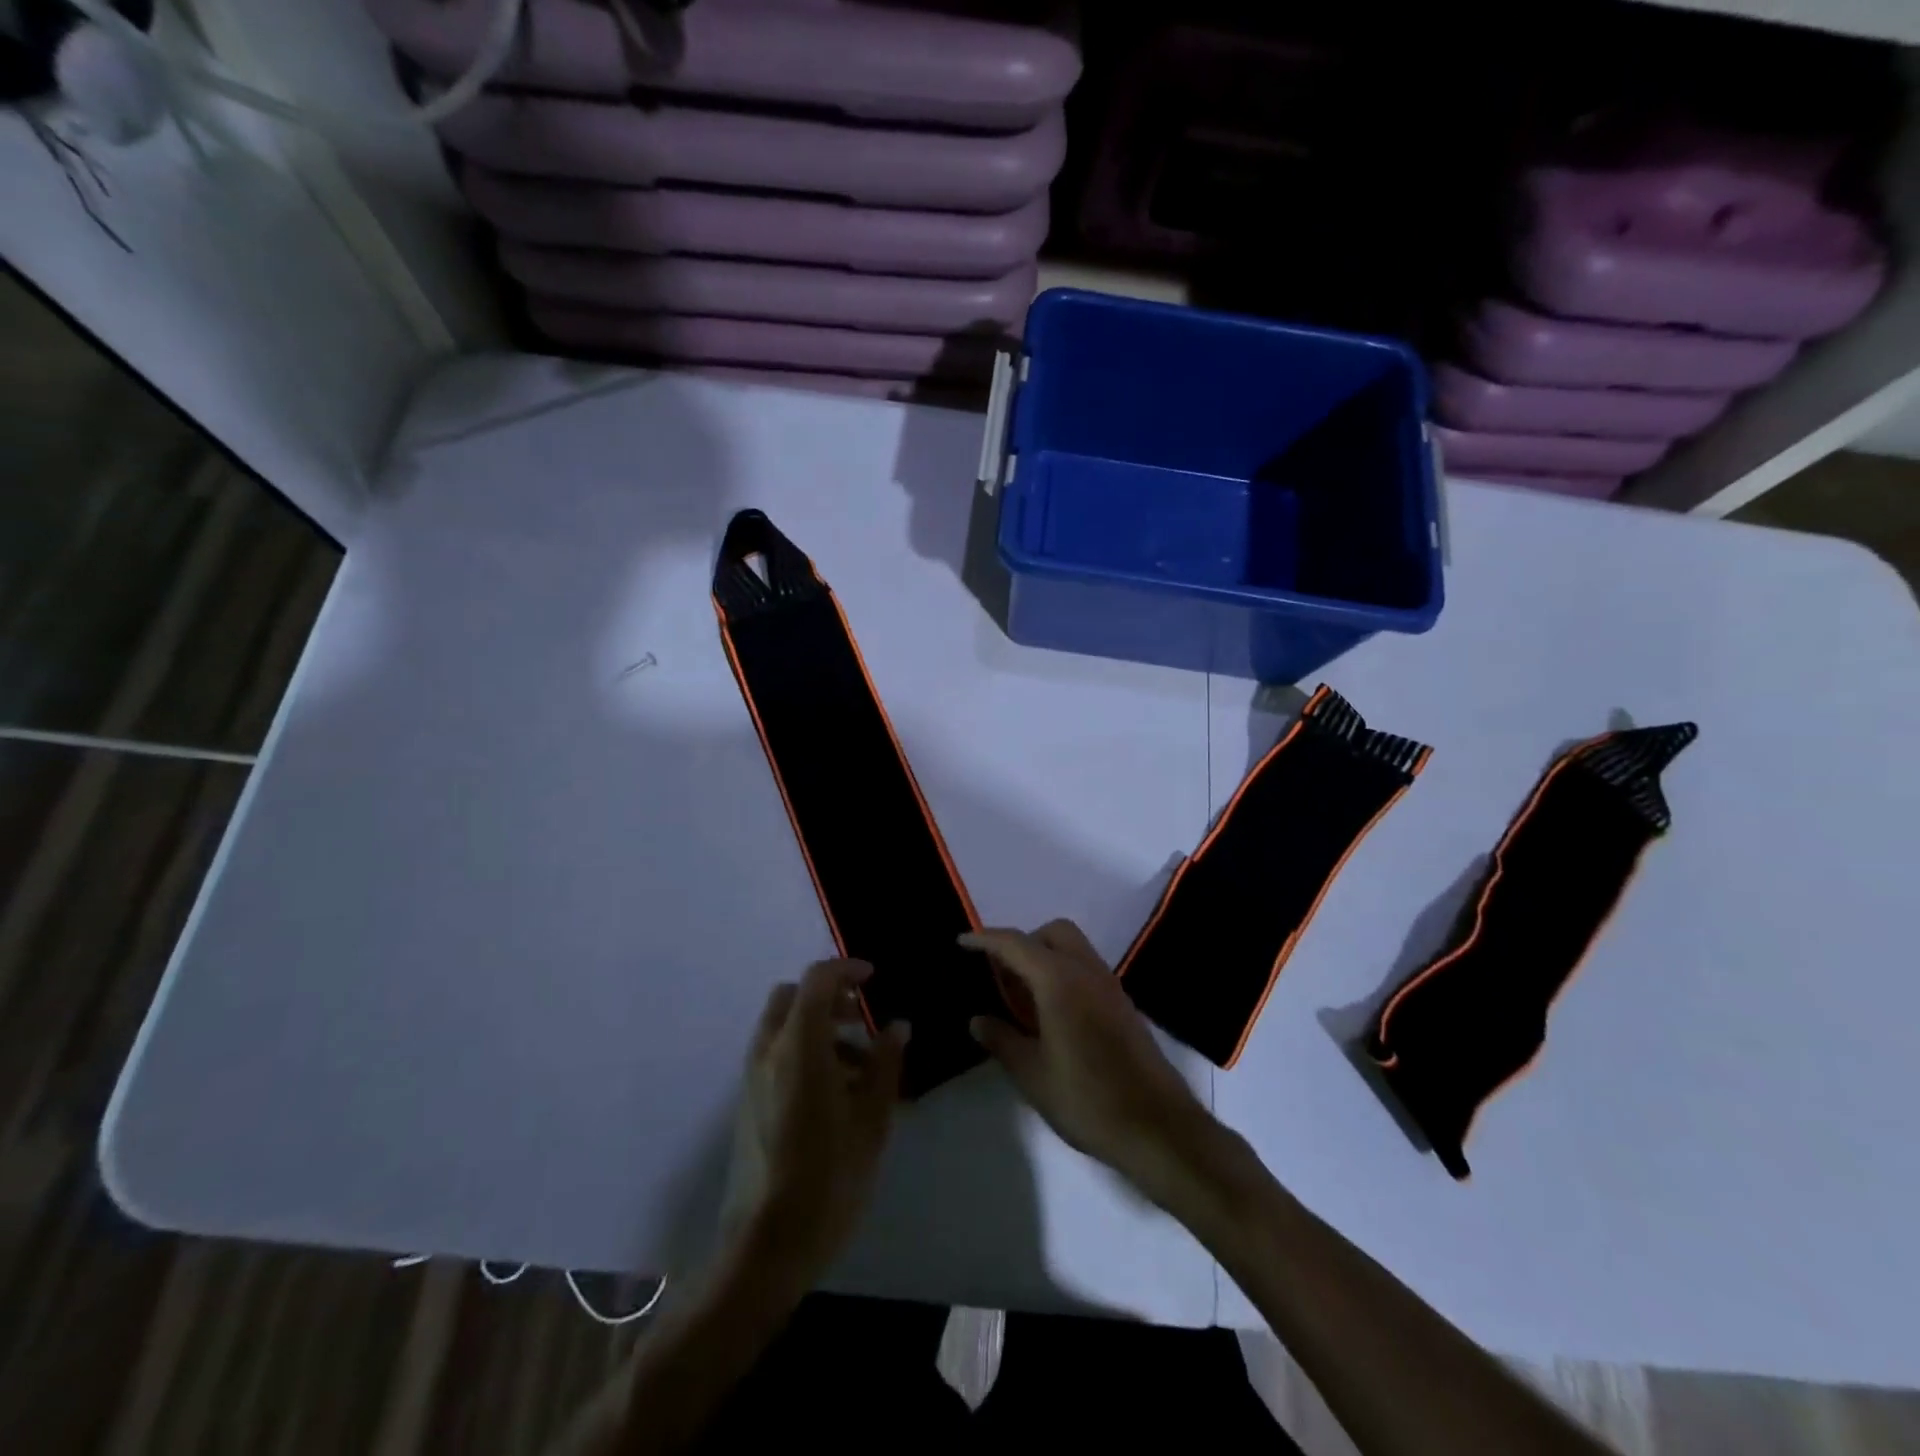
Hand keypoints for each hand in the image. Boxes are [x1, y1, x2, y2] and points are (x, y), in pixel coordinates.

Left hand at [732, 959, 908, 1286]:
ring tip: (860, 1063)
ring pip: (782, 1025)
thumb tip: (897, 1026)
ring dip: (818, 1025)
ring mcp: (753, 1077)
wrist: (766, 1245)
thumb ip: (886, 1064)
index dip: (846, 969)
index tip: (874, 978)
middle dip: (828, 996)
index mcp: (799, 1047)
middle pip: (792, 996)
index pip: (817, 980)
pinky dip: (803, 1049)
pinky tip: (835, 1091)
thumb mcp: (871, 1120)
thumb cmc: (828, 1178)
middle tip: (862, 1016)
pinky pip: (776, 1053)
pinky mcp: (748, 1102)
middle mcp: (769, 1052)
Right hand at [963, 921, 1210, 1191]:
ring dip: (1045, 957)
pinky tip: (1052, 1013)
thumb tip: (978, 1019)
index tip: (962, 941)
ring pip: (1074, 948)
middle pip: (1053, 933)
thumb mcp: (1032, 1075)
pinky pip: (1087, 970)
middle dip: (1023, 942)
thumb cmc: (1087, 1100)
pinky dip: (1064, 974)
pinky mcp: (1123, 1004)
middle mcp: (1087, 971)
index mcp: (1059, 980)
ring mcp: (1110, 986)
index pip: (1015, 944)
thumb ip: (1002, 1040)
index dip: (985, 939)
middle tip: (1001, 975)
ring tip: (1023, 997)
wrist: (1158, 1127)